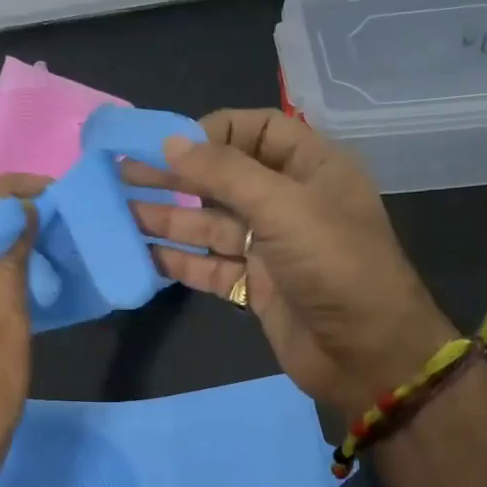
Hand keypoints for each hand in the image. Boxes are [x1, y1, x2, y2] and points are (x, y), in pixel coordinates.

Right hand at [132, 109, 453, 412]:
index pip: (256, 131)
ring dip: (168, 217)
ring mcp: (270, 247)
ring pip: (210, 224)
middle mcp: (288, 202)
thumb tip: (171, 143)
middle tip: (122, 172)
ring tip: (119, 210)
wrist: (367, 355)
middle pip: (224, 178)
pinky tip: (141, 253)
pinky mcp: (255, 286)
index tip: (167, 144)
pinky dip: (178, 259)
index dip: (212, 132)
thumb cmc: (335, 266)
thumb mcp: (284, 207)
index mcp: (311, 168)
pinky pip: (209, 265)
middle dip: (176, 174)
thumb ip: (225, 172)